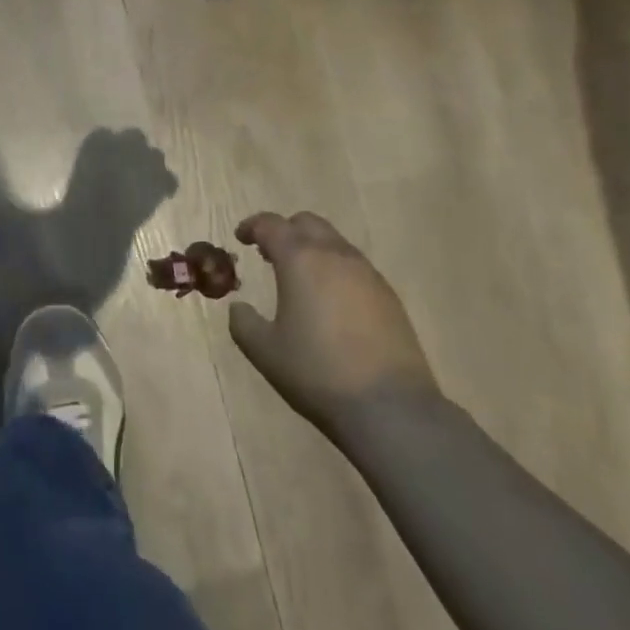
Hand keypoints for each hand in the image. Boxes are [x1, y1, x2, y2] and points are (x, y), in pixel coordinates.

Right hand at [229, 212, 436, 432]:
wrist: (390, 407)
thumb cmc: (317, 372)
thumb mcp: (265, 351)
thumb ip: (244, 323)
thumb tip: (238, 307)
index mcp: (300, 259)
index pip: (271, 225)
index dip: (252, 226)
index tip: (241, 237)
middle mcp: (335, 255)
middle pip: (307, 223)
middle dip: (285, 230)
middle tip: (268, 253)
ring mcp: (367, 273)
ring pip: (334, 242)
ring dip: (312, 249)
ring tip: (300, 277)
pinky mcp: (388, 295)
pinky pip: (355, 266)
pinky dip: (335, 269)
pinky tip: (331, 301)